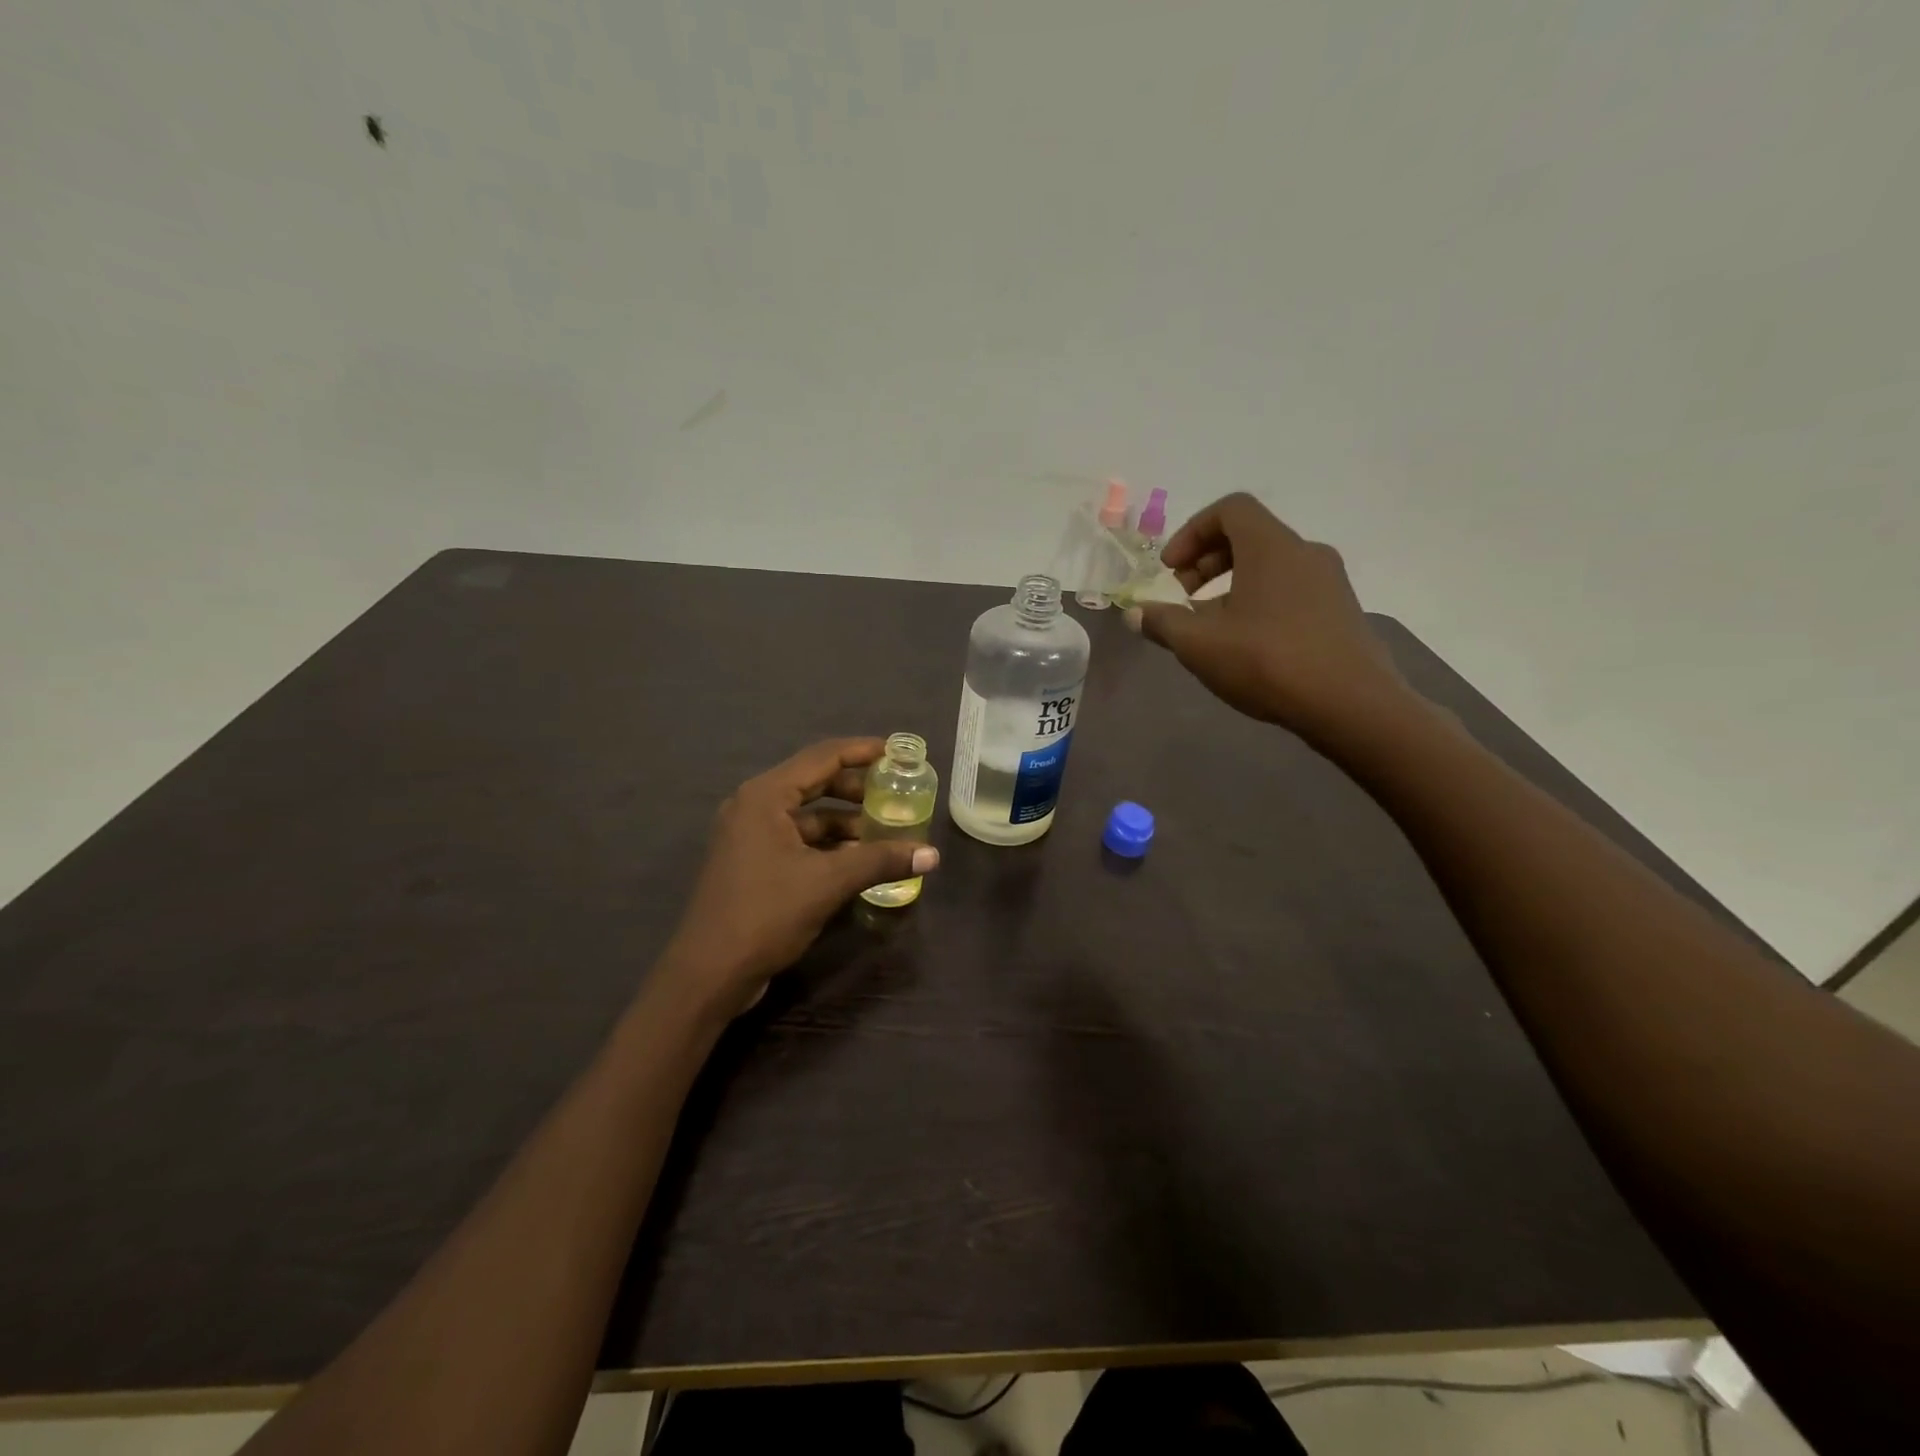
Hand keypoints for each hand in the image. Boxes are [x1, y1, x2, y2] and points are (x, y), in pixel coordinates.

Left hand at [663, 738, 938, 1011]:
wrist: (709, 974)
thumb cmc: (765, 914)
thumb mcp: (828, 883)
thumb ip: (880, 861)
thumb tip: (932, 854)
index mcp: (765, 796)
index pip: (822, 757)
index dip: (863, 750)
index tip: (897, 752)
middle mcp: (753, 806)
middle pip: (814, 782)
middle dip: (857, 788)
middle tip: (895, 792)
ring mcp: (749, 836)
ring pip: (807, 815)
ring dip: (845, 821)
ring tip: (884, 831)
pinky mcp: (752, 862)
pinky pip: (798, 839)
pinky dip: (828, 844)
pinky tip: (858, 859)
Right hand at [1130, 493, 1408, 738]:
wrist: (1351, 705)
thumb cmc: (1268, 661)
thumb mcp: (1199, 644)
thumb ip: (1163, 623)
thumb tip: (1136, 613)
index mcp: (1271, 546)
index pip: (1229, 509)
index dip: (1191, 532)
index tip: (1170, 570)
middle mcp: (1305, 552)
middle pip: (1249, 536)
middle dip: (1206, 562)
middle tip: (1182, 597)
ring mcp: (1329, 582)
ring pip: (1270, 567)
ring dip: (1231, 587)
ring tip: (1209, 628)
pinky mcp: (1340, 612)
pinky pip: (1290, 591)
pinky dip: (1259, 602)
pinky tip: (1246, 645)